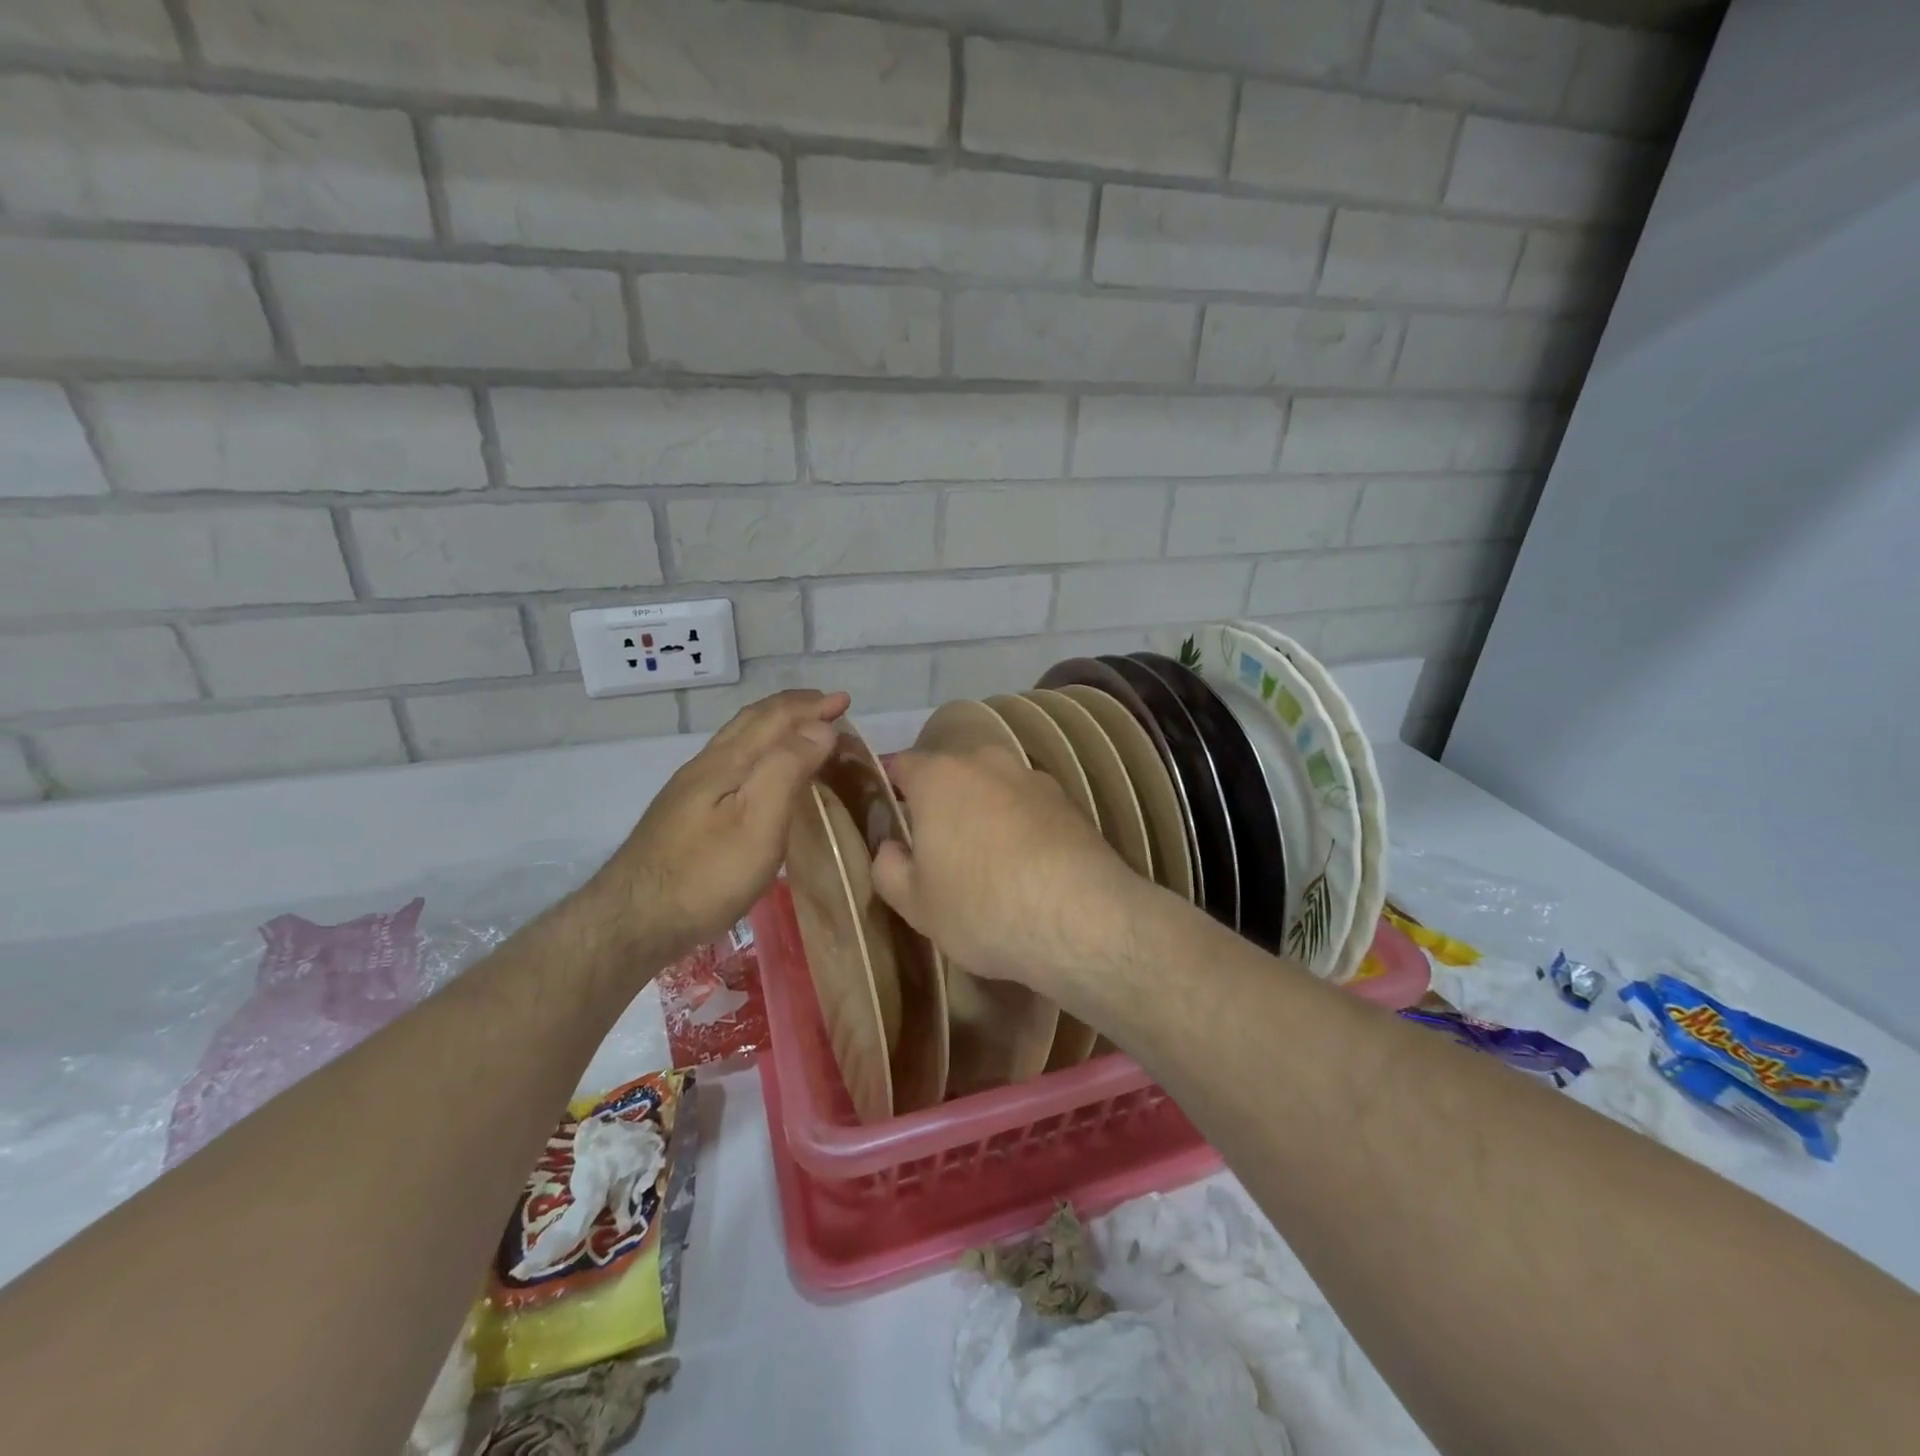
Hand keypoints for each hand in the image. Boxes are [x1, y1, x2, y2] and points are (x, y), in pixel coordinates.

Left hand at [590, 689, 849, 965]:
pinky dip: (759, 750)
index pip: (776, 718)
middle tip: (827, 706)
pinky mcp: (685, 812)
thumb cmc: (706, 874)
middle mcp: (707, 764)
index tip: (845, 700)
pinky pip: (731, 761)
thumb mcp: (758, 821)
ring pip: (738, 740)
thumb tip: (820, 726)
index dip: (812, 706)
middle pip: (752, 721)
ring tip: (801, 731)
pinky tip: (760, 773)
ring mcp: (691, 788)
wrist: (633, 921)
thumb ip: (788, 768)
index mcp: (728, 761)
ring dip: (774, 726)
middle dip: (793, 708)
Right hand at [871, 745, 1147, 1001]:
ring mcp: (1033, 778)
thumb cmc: (981, 907)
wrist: (1080, 918)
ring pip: (994, 787)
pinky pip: (1029, 806)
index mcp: (938, 777)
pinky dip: (1022, 825)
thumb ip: (889, 869)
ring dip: (986, 812)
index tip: (895, 819)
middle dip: (943, 802)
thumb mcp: (916, 904)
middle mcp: (986, 762)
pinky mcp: (1069, 801)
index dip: (894, 790)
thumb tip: (891, 848)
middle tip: (941, 847)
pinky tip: (1028, 865)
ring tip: (989, 860)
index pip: (902, 766)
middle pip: (952, 774)